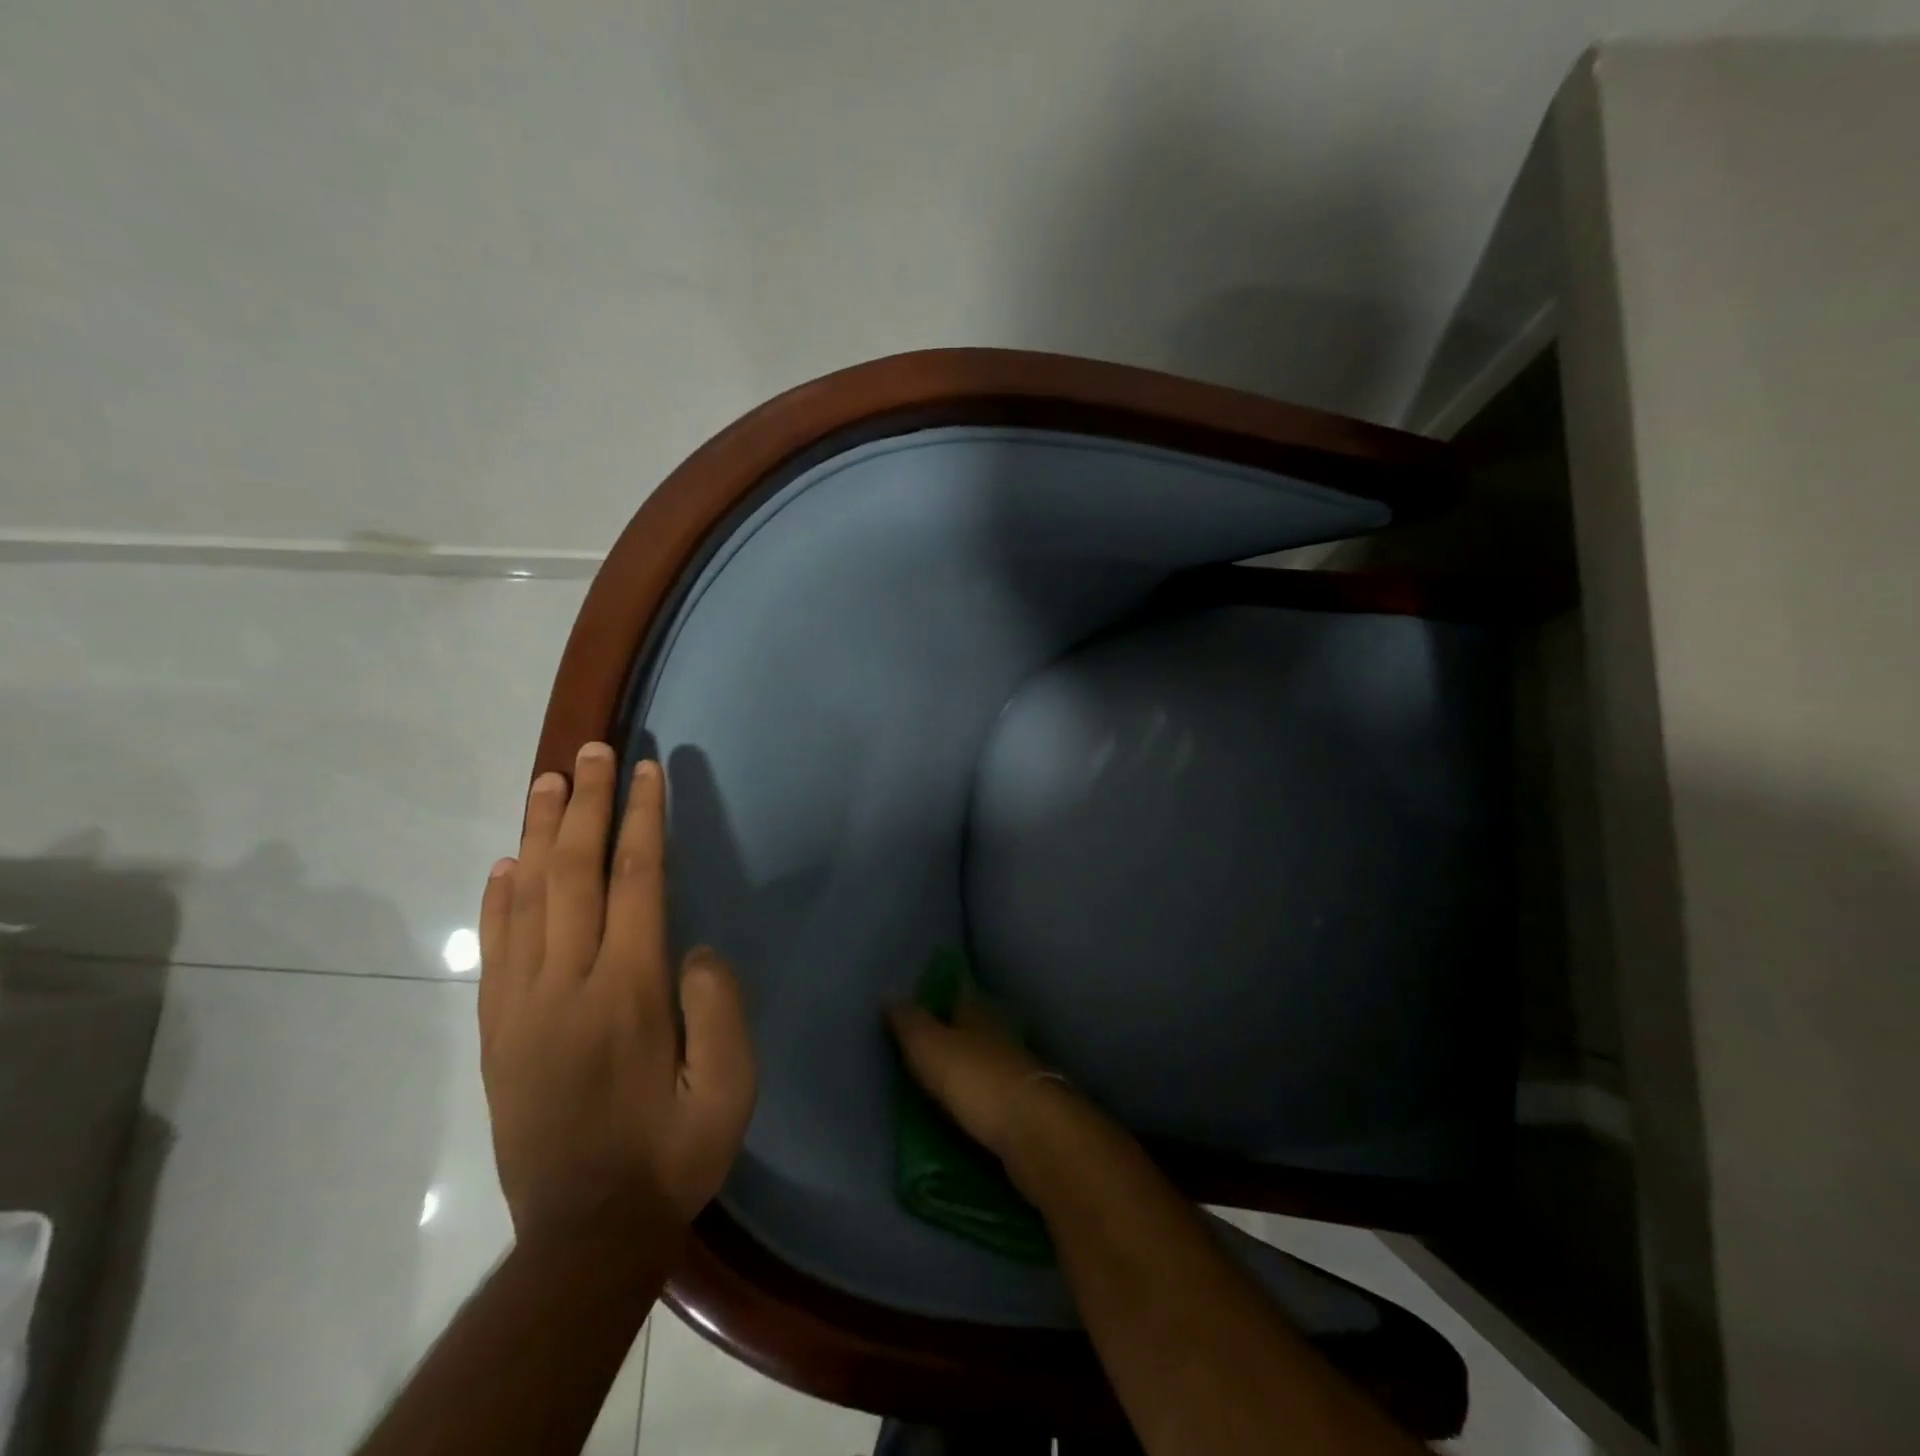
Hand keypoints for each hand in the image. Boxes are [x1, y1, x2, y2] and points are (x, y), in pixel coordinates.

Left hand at [478, 742, 756, 1239]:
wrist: (584, 1237)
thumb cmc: (672, 1154)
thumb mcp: (729, 1089)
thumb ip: (718, 1008)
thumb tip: (695, 950)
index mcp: (627, 991)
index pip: (635, 881)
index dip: (642, 819)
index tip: (646, 770)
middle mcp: (566, 984)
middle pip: (574, 873)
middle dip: (587, 804)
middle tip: (592, 749)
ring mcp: (522, 1007)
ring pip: (526, 899)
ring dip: (539, 834)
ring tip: (548, 782)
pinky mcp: (498, 1032)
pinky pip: (495, 948)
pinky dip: (499, 898)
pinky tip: (506, 865)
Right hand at [885, 992, 1059, 1159]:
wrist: (1032, 1129)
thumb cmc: (974, 1078)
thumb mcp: (930, 1046)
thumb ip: (910, 1022)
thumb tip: (890, 992)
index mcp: (979, 1012)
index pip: (960, 991)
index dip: (944, 990)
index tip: (927, 993)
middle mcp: (1001, 1032)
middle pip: (977, 1022)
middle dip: (959, 1025)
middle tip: (934, 1032)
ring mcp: (1018, 1067)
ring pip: (990, 1053)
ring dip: (973, 1058)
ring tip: (949, 1068)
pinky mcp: (1026, 1102)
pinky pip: (997, 1087)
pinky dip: (984, 1089)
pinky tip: (972, 1099)